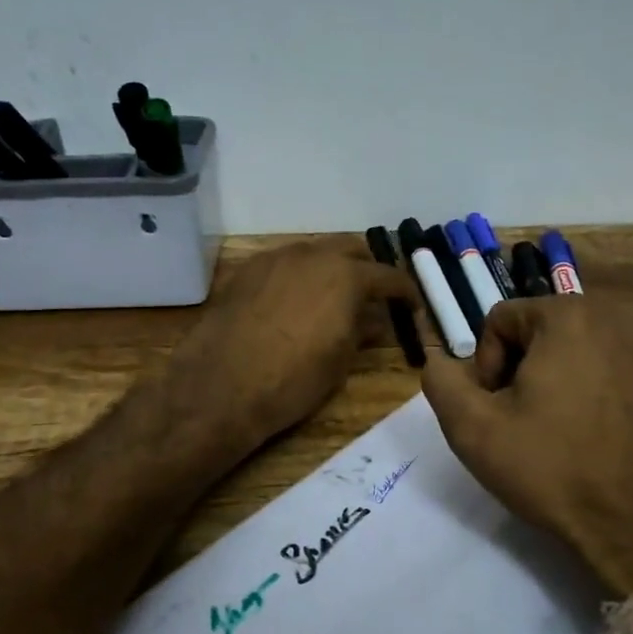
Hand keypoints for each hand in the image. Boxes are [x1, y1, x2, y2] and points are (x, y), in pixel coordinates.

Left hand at [168, 237, 415, 457]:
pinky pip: (284, 264)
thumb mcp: (340, 361)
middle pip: (351, 249)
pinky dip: (299, 276)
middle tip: (372, 295)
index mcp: (346, 276)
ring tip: (332, 297)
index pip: (388, 276)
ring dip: (330, 268)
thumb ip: (362, 331)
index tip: (411, 305)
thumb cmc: (293, 380)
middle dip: (367, 268)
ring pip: (314, 252)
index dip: (404, 291)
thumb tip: (375, 320)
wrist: (221, 385)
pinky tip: (294, 302)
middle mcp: (313, 255)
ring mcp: (276, 258)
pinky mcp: (247, 270)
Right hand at [422, 296, 632, 597]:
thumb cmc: (555, 471)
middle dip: (527, 369)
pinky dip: (608, 397)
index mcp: (571, 315)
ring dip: (567, 381)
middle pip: (548, 331)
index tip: (496, 410)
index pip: (502, 320)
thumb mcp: (473, 429)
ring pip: (589, 351)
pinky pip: (627, 376)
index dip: (485, 365)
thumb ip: (441, 381)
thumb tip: (439, 359)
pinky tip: (606, 442)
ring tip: (566, 433)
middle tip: (526, 422)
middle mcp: (623, 318)